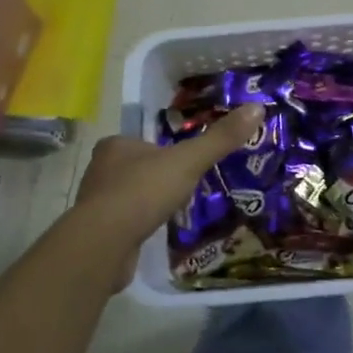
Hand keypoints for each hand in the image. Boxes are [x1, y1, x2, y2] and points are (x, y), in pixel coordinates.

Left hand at [66, 104, 265, 290]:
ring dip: (147, 202)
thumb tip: (257, 108)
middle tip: (183, 186)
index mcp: (115, 145)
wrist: (104, 244)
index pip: (142, 141)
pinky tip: (154, 233)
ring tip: (173, 210)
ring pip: (128, 196)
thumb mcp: (188, 161)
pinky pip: (123, 224)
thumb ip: (220, 139)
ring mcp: (95, 203)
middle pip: (135, 168)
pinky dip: (139, 226)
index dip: (163, 150)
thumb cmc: (143, 191)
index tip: (183, 161)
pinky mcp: (96, 234)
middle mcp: (100, 170)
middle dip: (156, 177)